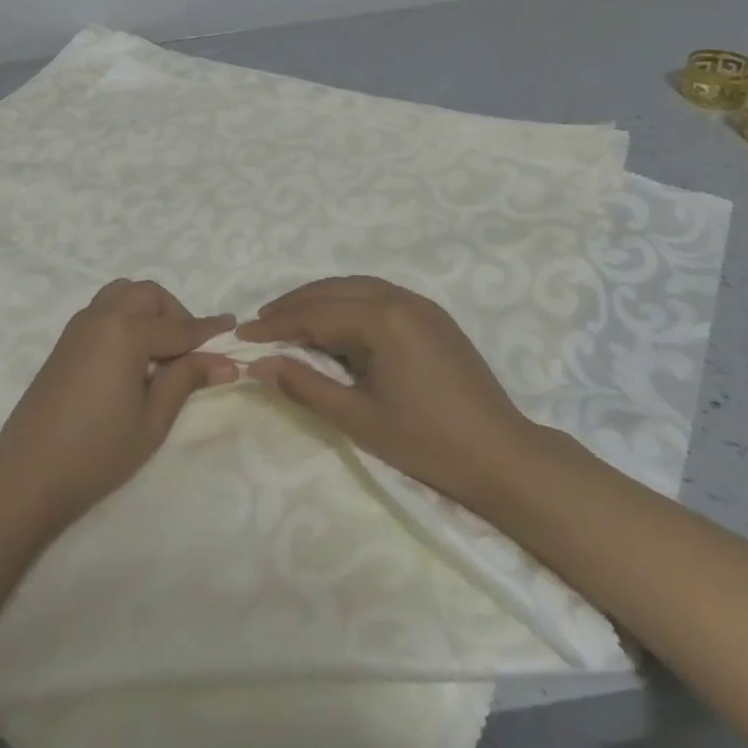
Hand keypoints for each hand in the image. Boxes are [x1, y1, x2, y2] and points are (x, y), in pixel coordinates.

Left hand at [0, 279, 236, 531]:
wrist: (30, 473)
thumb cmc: (98, 451)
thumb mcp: (153, 419)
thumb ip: (186, 379)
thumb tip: (226, 361)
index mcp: (126, 331)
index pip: (179, 327)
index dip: (209, 330)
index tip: (233, 325)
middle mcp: (102, 316)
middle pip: (149, 295)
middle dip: (175, 314)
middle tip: (190, 351)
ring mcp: (79, 325)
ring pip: (124, 294)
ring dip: (148, 310)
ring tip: (161, 350)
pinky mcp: (66, 340)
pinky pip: (105, 309)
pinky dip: (126, 317)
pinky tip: (133, 357)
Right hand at [238, 275, 535, 508]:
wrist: (505, 459)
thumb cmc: (429, 443)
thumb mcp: (359, 419)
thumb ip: (306, 386)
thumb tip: (260, 364)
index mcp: (383, 319)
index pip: (315, 314)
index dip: (276, 325)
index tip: (242, 335)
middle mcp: (400, 298)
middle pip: (333, 291)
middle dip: (293, 305)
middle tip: (259, 325)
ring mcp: (420, 304)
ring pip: (355, 288)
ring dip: (318, 300)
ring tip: (288, 321)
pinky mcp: (432, 316)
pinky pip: (377, 296)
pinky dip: (346, 304)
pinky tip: (333, 324)